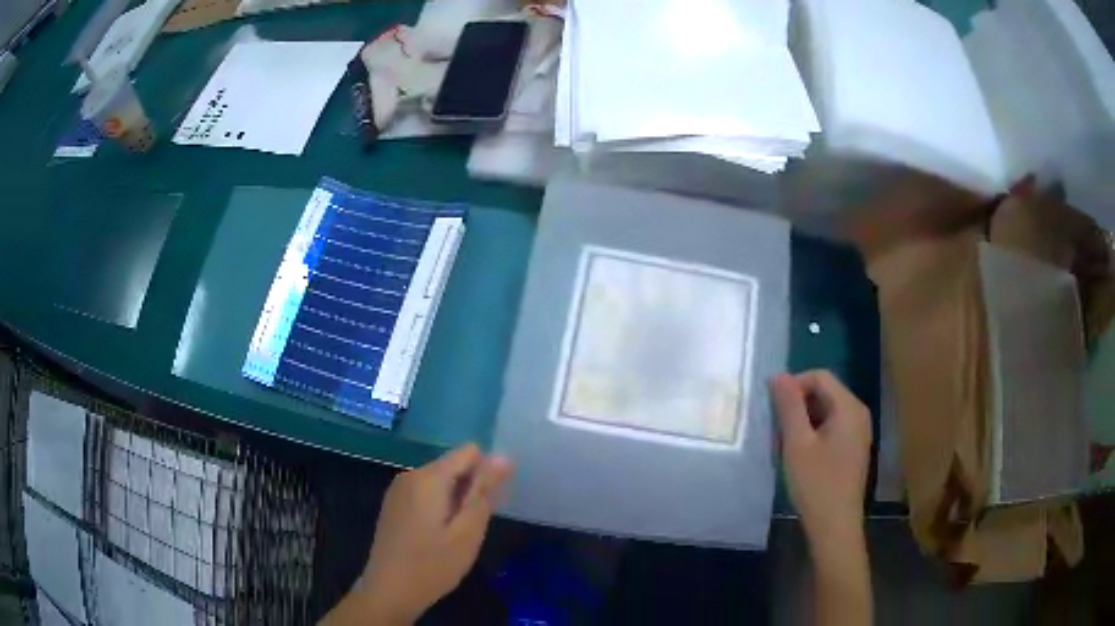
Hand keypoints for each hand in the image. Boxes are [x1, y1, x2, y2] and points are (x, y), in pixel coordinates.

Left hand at [328, 445, 511, 624]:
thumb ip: (484, 491)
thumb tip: (503, 457)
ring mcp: (398, 490)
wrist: (388, 591)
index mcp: (428, 477)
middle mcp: (410, 474)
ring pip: (440, 481)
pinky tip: (437, 537)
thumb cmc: (433, 565)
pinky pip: (425, 493)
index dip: (486, 473)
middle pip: (453, 466)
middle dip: (470, 490)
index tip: (488, 504)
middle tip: (470, 528)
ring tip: (455, 535)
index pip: (469, 452)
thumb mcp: (467, 532)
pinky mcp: (393, 504)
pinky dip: (439, 508)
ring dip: (455, 501)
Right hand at [772, 371, 871, 542]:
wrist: (835, 526)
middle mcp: (858, 413)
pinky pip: (832, 427)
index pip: (819, 377)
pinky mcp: (854, 448)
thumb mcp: (797, 443)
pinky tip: (800, 455)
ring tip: (785, 443)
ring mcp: (859, 432)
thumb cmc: (816, 483)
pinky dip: (814, 432)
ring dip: (804, 420)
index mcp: (849, 407)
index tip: (772, 408)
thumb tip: (778, 375)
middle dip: (798, 403)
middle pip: (825, 392)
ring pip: (827, 410)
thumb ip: (789, 406)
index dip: (794, 385)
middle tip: (776, 428)